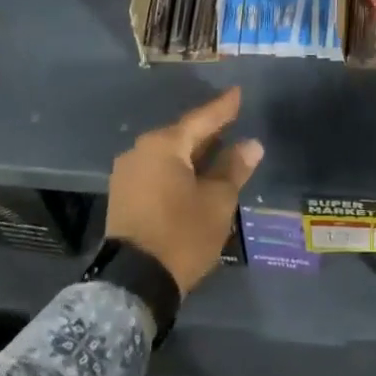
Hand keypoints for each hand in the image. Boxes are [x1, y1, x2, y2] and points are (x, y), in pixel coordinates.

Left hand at [106, 87, 264, 294]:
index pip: (201, 119)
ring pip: (168, 154)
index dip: (223, 108)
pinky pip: (157, 171)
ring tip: (217, 150)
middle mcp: (140, 151)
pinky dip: (177, 169)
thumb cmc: (182, 234)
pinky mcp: (123, 196)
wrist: (134, 282)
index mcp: (164, 145)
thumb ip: (234, 168)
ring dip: (192, 153)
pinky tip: (193, 174)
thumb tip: (251, 145)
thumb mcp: (217, 201)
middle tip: (231, 122)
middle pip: (182, 135)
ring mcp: (127, 174)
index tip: (237, 93)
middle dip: (207, 131)